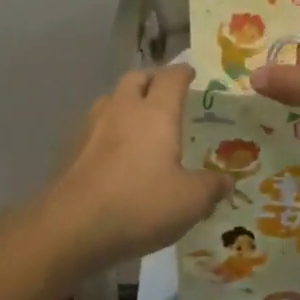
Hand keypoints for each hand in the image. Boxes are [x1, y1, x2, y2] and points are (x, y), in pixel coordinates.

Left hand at [37, 64, 227, 280]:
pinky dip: (108, 129)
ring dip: (126, 101)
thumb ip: (211, 187)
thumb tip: (227, 181)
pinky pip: (95, 126)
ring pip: (111, 98)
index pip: (171, 77)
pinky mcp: (72, 148)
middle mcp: (123, 109)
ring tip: (138, 121)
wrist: (71, 227)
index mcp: (155, 113)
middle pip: (136, 77)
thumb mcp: (189, 202)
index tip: (191, 73)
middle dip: (152, 79)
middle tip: (164, 93)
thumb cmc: (139, 205)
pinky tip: (114, 152)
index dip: (183, 72)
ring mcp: (92, 126)